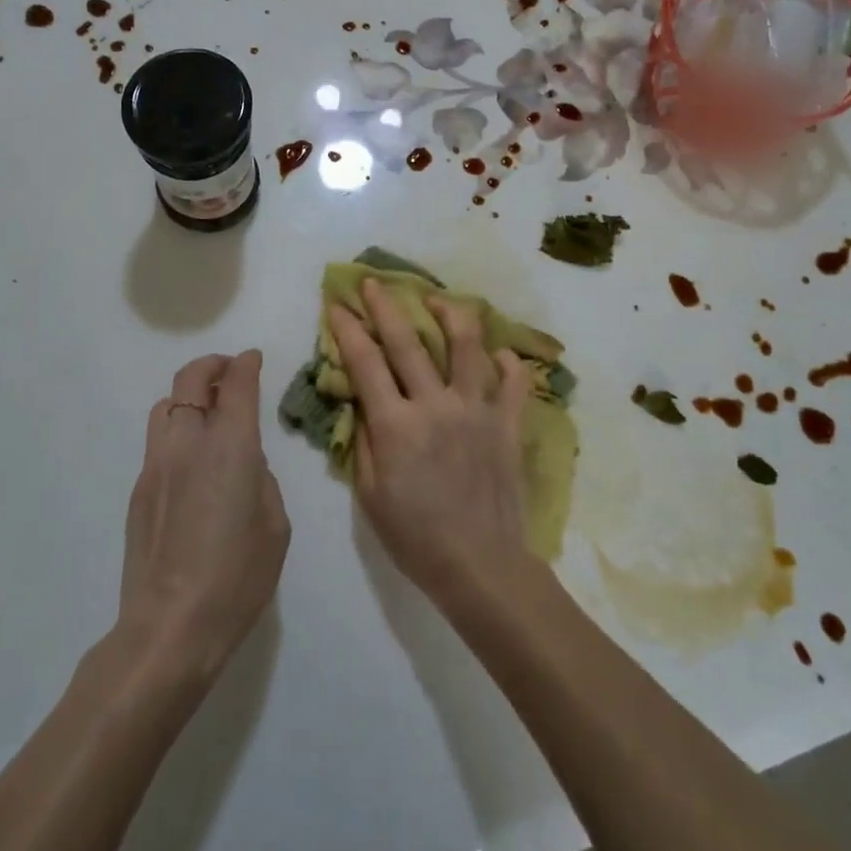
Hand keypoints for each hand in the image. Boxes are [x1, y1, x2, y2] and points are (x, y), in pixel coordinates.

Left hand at [118, 351, 289, 682]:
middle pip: (191, 378)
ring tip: (206, 413)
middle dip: (212, 366)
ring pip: (166, 404)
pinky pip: (158, 441)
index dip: (246, 364)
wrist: (170, 626)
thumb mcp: (274, 524)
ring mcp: (156, 464)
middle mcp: (189, 441)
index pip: (237, 383)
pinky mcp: (138, 489)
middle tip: (229, 372)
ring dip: (188, 396)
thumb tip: (244, 463)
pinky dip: (176, 432)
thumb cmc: (237, 576)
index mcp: (231, 445)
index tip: (253, 359)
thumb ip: (261, 478)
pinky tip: (190, 464)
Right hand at [327, 278, 534, 609]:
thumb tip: (362, 404)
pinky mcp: (508, 424)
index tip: (337, 305)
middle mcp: (436, 406)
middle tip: (374, 282)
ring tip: (437, 299)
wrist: (481, 568)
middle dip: (386, 306)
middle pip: (408, 342)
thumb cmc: (416, 538)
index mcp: (396, 425)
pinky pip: (514, 382)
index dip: (348, 330)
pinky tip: (499, 353)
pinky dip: (509, 362)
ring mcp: (477, 410)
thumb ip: (363, 443)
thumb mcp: (370, 497)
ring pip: (466, 346)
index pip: (366, 363)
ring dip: (450, 314)